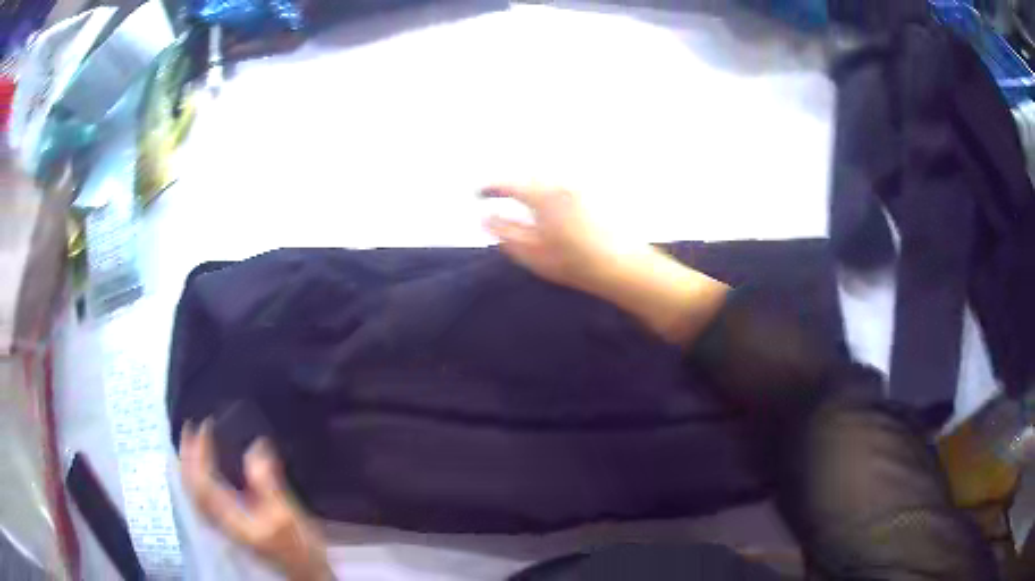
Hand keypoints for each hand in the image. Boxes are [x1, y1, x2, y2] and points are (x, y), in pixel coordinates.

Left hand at [179, 421, 331, 580]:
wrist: (303, 571)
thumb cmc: (298, 545)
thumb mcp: (287, 513)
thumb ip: (268, 482)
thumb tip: (256, 445)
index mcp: (231, 516)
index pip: (202, 479)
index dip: (199, 451)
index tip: (205, 425)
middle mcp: (219, 519)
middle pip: (191, 485)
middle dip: (187, 454)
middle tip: (190, 427)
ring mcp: (222, 524)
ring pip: (193, 492)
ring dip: (188, 465)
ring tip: (189, 443)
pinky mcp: (228, 525)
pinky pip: (201, 497)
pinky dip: (195, 479)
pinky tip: (201, 471)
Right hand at [482, 183, 727, 345]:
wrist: (625, 268)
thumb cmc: (575, 263)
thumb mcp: (533, 253)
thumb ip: (505, 232)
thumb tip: (485, 217)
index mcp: (543, 194)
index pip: (508, 183)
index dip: (489, 187)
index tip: (477, 194)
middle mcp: (561, 182)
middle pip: (528, 177)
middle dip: (511, 186)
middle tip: (497, 197)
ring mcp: (580, 186)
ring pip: (546, 180)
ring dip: (530, 187)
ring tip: (521, 203)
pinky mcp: (594, 194)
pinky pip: (562, 186)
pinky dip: (548, 192)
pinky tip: (549, 208)